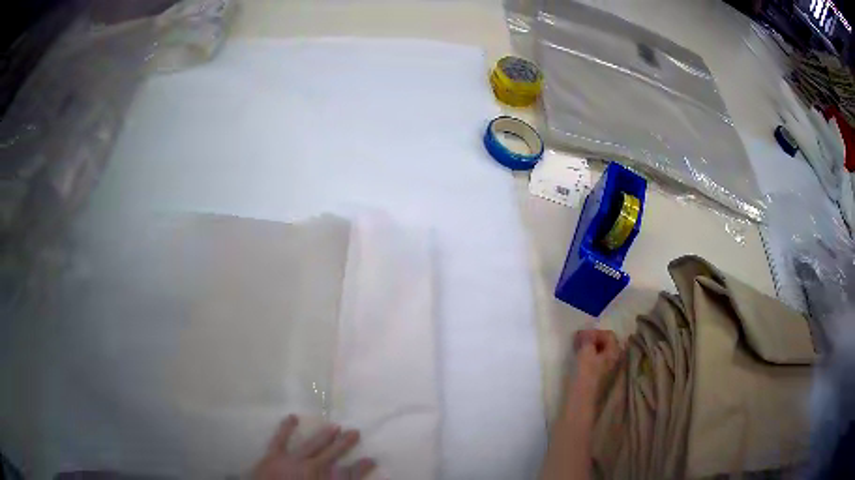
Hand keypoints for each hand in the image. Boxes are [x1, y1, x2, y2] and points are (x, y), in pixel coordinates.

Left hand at [252, 415, 375, 479]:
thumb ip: (338, 479)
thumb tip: (348, 471)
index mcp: (324, 479)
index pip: (349, 474)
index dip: (361, 467)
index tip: (371, 459)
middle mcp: (313, 467)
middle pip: (332, 454)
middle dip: (344, 443)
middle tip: (355, 431)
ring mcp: (292, 460)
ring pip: (312, 445)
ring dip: (324, 436)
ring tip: (334, 426)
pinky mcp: (274, 455)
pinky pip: (280, 439)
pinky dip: (286, 428)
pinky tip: (292, 417)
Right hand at [573, 329, 620, 388]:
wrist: (581, 405)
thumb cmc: (585, 378)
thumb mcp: (585, 354)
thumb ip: (587, 340)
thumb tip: (586, 333)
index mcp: (615, 352)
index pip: (608, 334)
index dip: (593, 333)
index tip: (579, 336)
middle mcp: (617, 360)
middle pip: (606, 344)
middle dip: (592, 341)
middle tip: (578, 342)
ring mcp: (610, 372)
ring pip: (602, 354)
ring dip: (591, 350)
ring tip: (577, 351)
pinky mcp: (602, 380)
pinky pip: (598, 364)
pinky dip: (590, 359)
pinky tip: (580, 363)